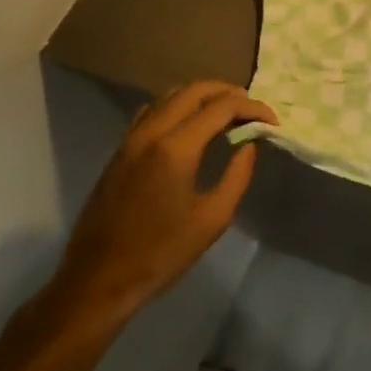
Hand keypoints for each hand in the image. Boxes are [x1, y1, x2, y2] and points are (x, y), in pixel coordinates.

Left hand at [52, 81, 276, 323]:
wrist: (98, 280)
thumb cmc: (161, 253)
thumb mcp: (213, 218)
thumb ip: (237, 174)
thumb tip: (249, 144)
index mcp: (176, 148)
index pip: (222, 107)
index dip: (252, 108)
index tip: (272, 121)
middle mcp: (151, 133)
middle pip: (194, 90)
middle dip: (228, 92)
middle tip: (252, 109)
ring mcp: (130, 139)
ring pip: (170, 96)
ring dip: (202, 96)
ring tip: (226, 113)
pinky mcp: (120, 151)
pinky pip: (152, 111)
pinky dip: (178, 107)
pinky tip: (190, 126)